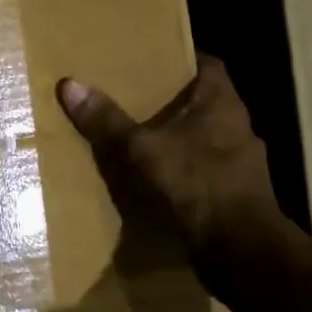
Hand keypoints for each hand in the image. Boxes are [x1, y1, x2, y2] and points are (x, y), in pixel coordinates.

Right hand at [57, 56, 288, 264]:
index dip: (181, 59)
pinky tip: (156, 183)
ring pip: (204, 140)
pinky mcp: (237, 196)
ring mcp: (242, 165)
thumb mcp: (141, 150)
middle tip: (132, 98)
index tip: (150, 60)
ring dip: (177, 140)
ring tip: (138, 141)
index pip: (208, 65)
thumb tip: (69, 84)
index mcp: (222, 104)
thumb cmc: (195, 185)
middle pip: (203, 103)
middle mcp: (238, 128)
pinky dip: (183, 174)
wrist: (240, 251)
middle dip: (171, 102)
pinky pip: (204, 173)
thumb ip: (107, 120)